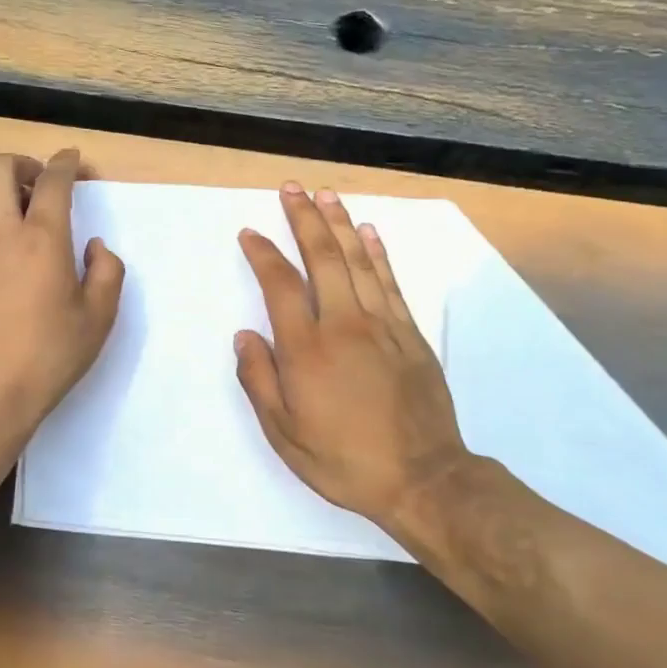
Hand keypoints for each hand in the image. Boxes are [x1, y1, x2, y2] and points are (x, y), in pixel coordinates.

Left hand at [0, 150, 123, 443]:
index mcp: (42, 239)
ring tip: (7, 204)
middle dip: (21, 162)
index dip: (66, 163)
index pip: (52, 180)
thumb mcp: (99, 318)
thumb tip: (94, 246)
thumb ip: (107, 272)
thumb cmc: (51, 356)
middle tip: (38, 182)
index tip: (73, 161)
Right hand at [235, 184, 467, 537]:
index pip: (280, 286)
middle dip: (304, 219)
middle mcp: (344, 325)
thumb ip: (259, 381)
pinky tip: (369, 233)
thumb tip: (244, 336)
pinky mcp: (411, 335)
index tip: (250, 233)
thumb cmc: (344, 461)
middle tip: (291, 188)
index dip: (263, 254)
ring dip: (340, 224)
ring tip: (326, 195)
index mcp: (306, 351)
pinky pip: (392, 283)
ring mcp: (383, 326)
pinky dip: (378, 254)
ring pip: (359, 262)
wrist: (422, 478)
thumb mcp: (284, 434)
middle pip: (322, 258)